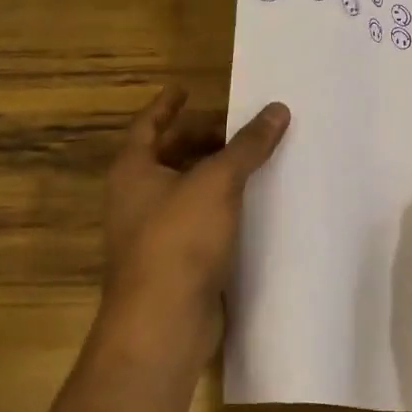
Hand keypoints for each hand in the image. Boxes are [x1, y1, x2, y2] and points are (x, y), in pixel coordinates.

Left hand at [102, 85, 289, 348]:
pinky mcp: (175, 262)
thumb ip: (247, 145)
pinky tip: (251, 205)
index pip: (147, 125)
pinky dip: (221, 207)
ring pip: (186, 190)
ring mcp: (153, 233)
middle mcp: (136, 199)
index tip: (185, 88)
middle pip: (168, 156)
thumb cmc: (179, 240)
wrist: (163, 323)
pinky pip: (199, 221)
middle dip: (200, 139)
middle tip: (237, 128)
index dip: (166, 106)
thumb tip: (278, 109)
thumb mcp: (217, 182)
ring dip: (214, 174)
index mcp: (133, 172)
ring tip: (252, 161)